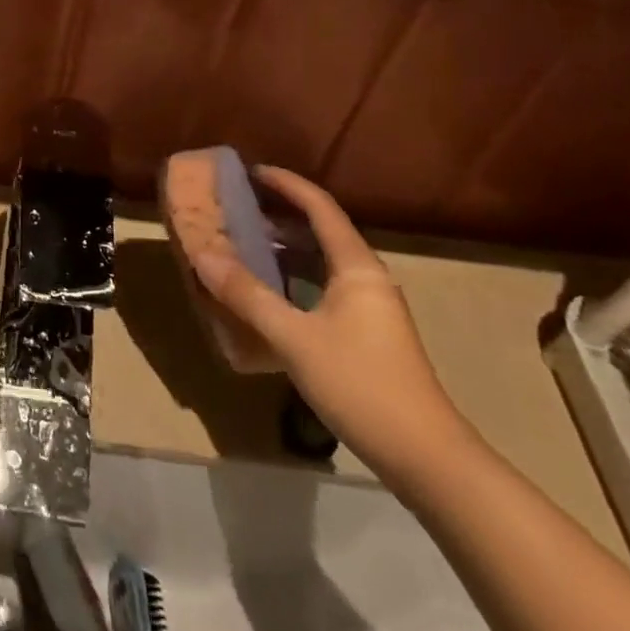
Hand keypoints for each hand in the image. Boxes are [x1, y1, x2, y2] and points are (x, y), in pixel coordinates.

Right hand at [190, 166, 474, 485]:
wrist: (427, 459)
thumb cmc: (361, 385)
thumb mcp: (294, 338)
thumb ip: (247, 295)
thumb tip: (202, 255)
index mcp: (356, 268)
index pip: (320, 207)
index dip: (287, 184)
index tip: (251, 171)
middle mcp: (367, 279)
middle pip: (322, 231)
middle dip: (280, 215)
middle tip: (237, 208)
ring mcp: (371, 309)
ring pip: (322, 262)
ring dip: (285, 248)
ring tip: (244, 244)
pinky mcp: (368, 335)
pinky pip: (324, 287)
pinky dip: (294, 278)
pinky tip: (270, 295)